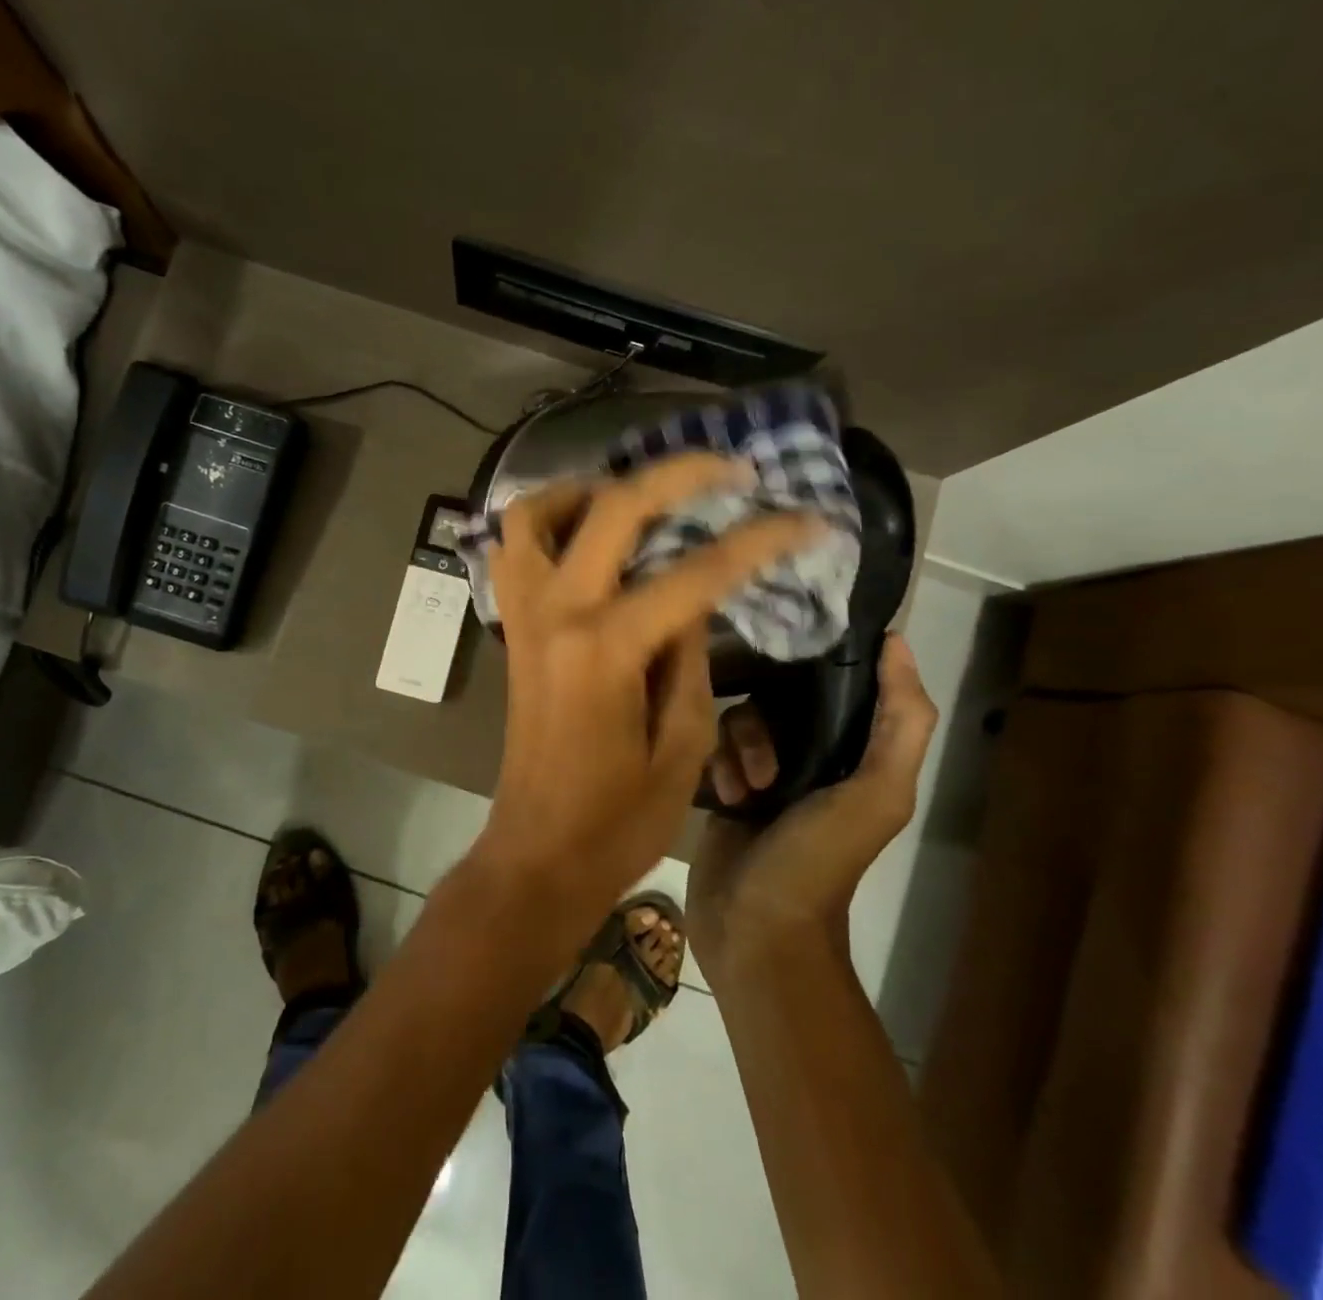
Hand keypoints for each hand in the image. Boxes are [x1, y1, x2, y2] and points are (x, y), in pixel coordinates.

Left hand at [477, 452, 826, 921]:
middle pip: (613, 507)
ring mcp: (525, 616)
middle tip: (729, 470)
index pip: (697, 571)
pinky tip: (591, 538)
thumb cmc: (619, 819)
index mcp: (607, 648)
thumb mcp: (683, 745)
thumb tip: (693, 597)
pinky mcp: (513, 629)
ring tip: (641, 498)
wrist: (538, 853)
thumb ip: (691, 656)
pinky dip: (550, 525)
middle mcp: (557, 613)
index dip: (761, 540)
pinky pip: (517, 552)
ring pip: (537, 514)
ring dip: (589, 489)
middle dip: (679, 474)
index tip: (809, 519)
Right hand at [688, 634, 937, 977]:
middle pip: (781, 695)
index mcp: (858, 753)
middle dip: (768, 721)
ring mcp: (765, 769)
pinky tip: (724, 796)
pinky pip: (713, 744)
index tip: (794, 638)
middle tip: (767, 762)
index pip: (842, 681)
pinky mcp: (726, 783)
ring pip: (742, 717)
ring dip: (741, 749)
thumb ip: (902, 723)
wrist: (755, 928)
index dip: (824, 657)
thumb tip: (897, 641)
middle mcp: (814, 754)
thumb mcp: (878, 794)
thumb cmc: (819, 860)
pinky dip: (719, 765)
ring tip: (746, 789)